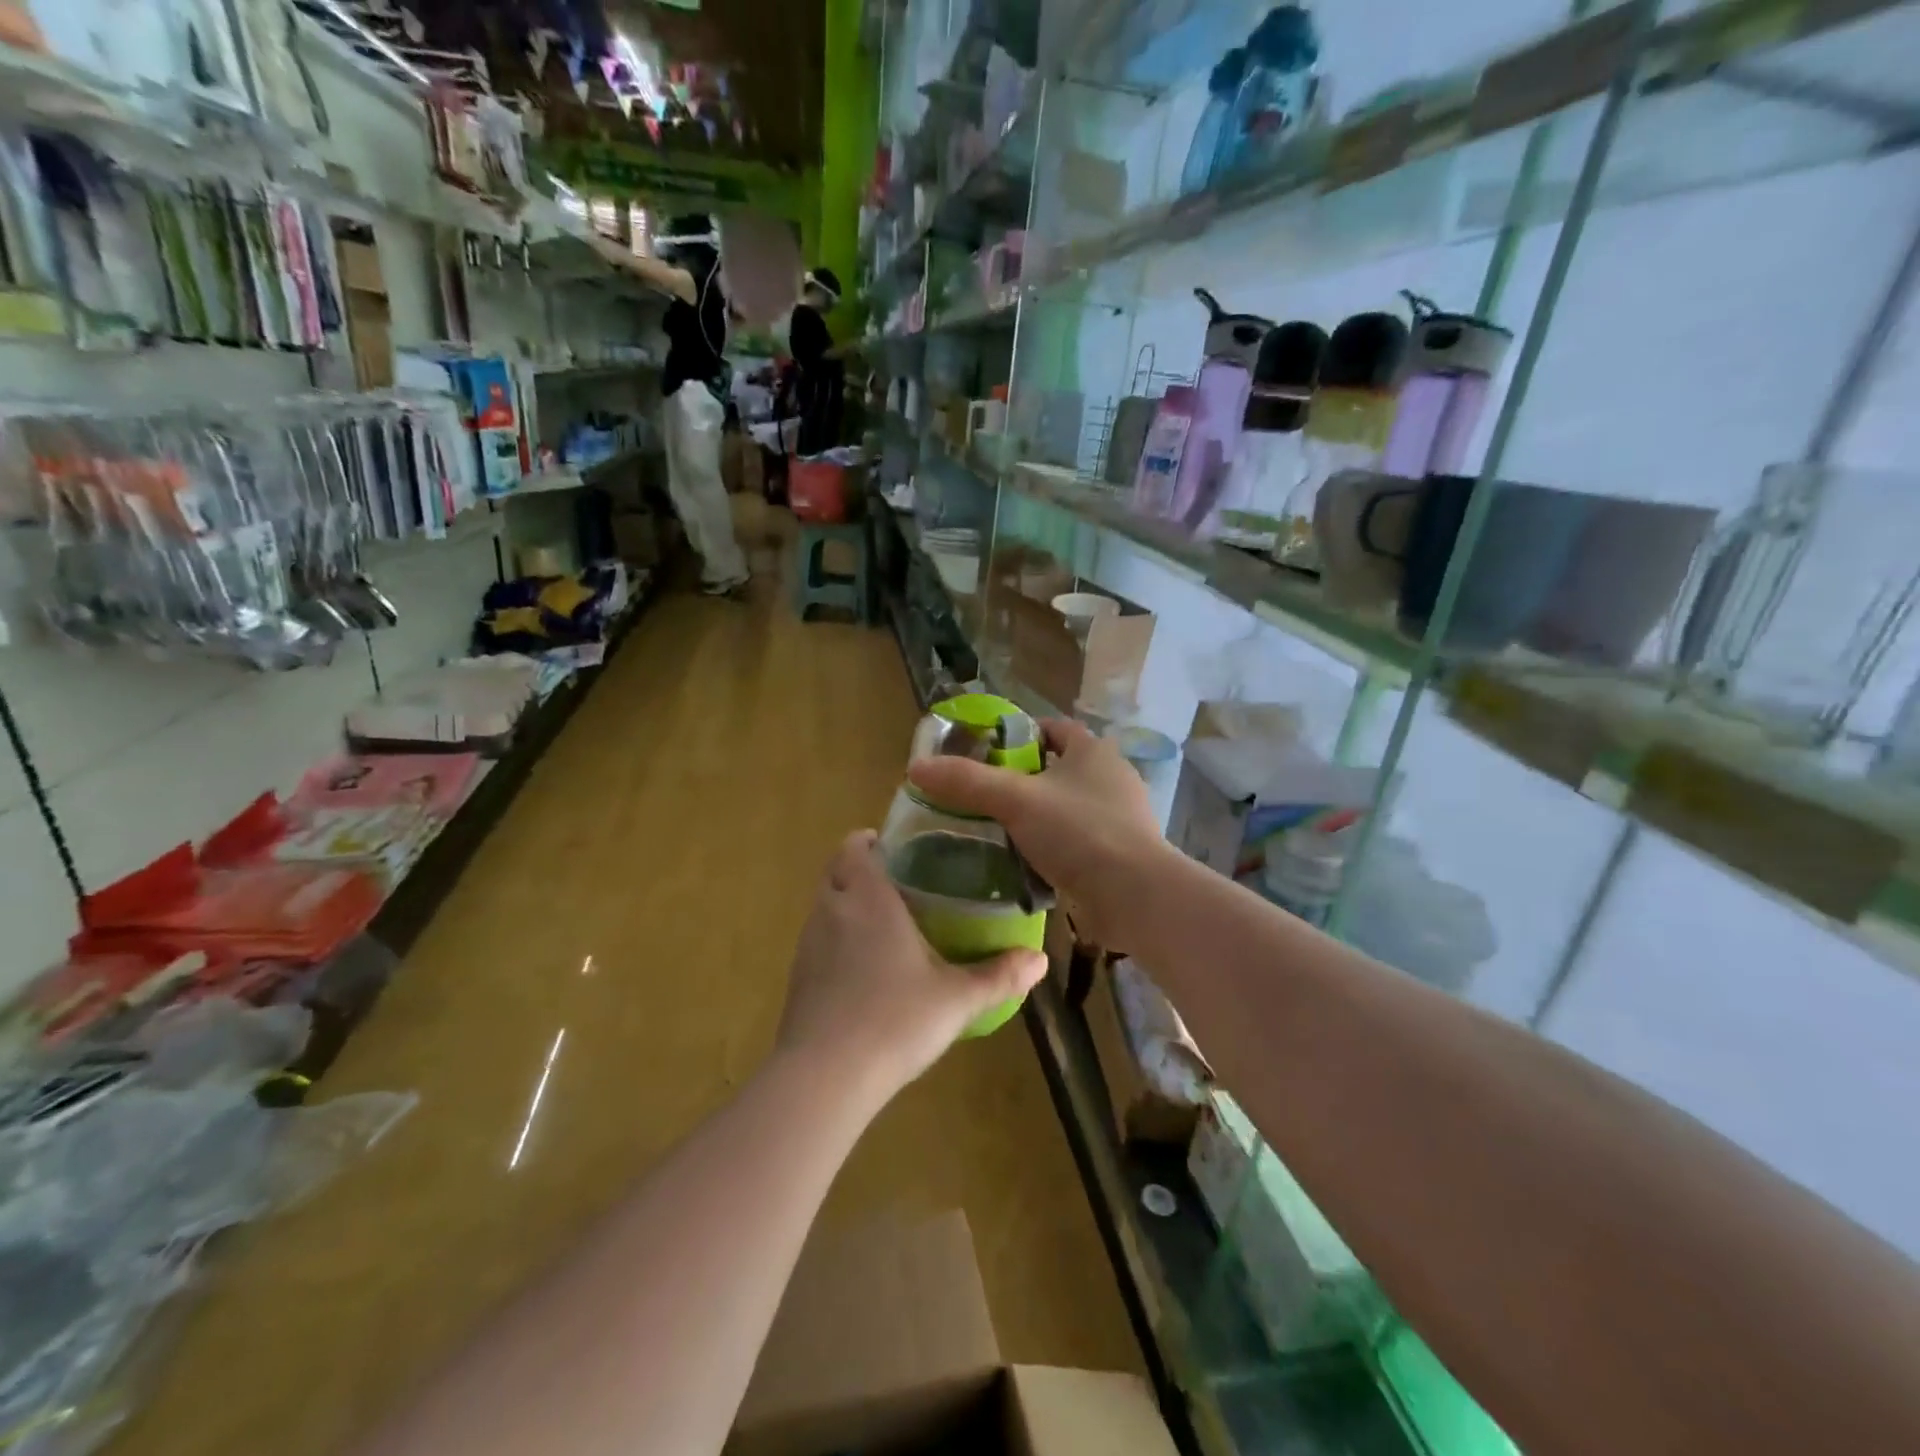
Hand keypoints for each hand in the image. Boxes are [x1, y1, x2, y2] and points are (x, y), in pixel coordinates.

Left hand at [777, 831, 1046, 1103]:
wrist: (825, 1076)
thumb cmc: (895, 1020)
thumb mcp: (957, 999)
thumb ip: (999, 976)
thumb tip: (1040, 960)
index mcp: (868, 897)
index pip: (855, 847)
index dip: (870, 841)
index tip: (896, 849)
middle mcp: (832, 909)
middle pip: (836, 871)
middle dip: (861, 870)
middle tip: (899, 885)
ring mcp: (808, 943)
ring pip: (825, 905)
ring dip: (847, 904)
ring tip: (884, 925)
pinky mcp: (797, 977)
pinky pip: (816, 940)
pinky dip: (836, 940)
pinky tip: (862, 971)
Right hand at [907, 719, 1163, 949]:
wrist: (1135, 896)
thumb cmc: (1079, 832)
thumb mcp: (1015, 801)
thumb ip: (966, 782)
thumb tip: (916, 767)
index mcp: (1092, 752)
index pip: (1053, 728)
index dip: (1019, 734)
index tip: (984, 752)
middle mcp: (1110, 778)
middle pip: (1056, 769)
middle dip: (1021, 781)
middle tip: (981, 796)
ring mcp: (1118, 818)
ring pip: (1064, 809)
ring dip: (1035, 818)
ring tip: (994, 831)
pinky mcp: (1118, 854)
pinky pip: (1074, 842)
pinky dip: (1050, 848)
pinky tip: (1021, 864)